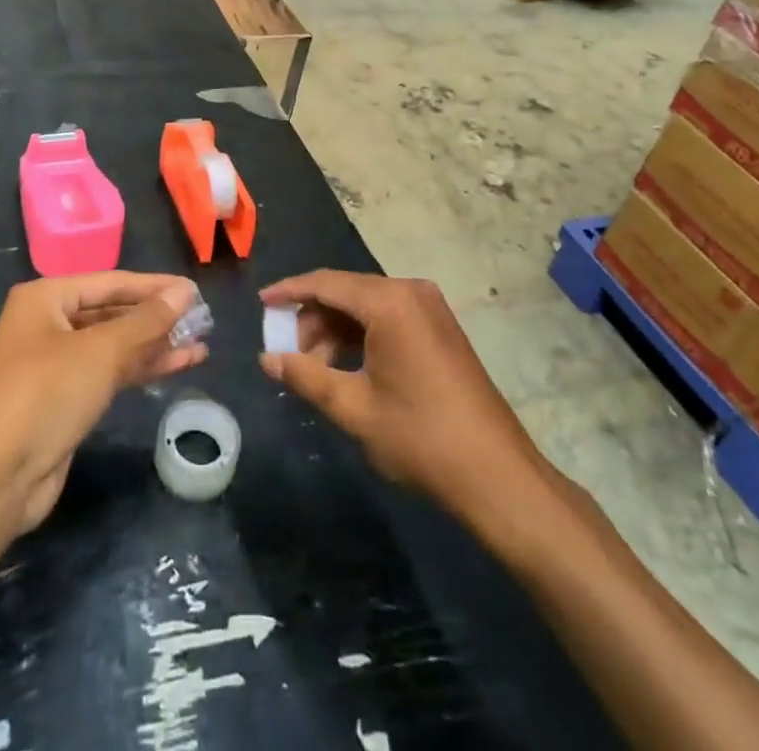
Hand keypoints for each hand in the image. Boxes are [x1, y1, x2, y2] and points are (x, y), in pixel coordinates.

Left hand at [0, 272, 206, 533]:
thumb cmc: (44, 395)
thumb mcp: (101, 351)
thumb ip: (147, 320)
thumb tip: (185, 290)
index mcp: (46, 298)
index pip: (112, 282)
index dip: (155, 287)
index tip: (195, 291)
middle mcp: (47, 324)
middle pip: (112, 313)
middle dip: (157, 318)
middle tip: (203, 320)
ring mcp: (54, 364)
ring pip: (114, 345)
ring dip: (154, 345)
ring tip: (200, 345)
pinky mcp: (63, 400)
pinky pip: (109, 373)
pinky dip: (140, 369)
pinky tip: (176, 366)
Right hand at [259, 271, 543, 521]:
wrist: (497, 475)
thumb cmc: (420, 438)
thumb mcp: (353, 408)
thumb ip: (306, 376)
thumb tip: (268, 359)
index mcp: (389, 302)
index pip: (326, 283)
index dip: (289, 291)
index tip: (261, 303)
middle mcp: (411, 291)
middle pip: (346, 291)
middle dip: (313, 318)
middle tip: (291, 354)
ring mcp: (431, 308)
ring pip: (367, 305)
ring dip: (336, 330)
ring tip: (318, 369)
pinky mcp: (441, 327)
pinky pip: (389, 316)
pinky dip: (362, 335)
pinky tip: (348, 367)